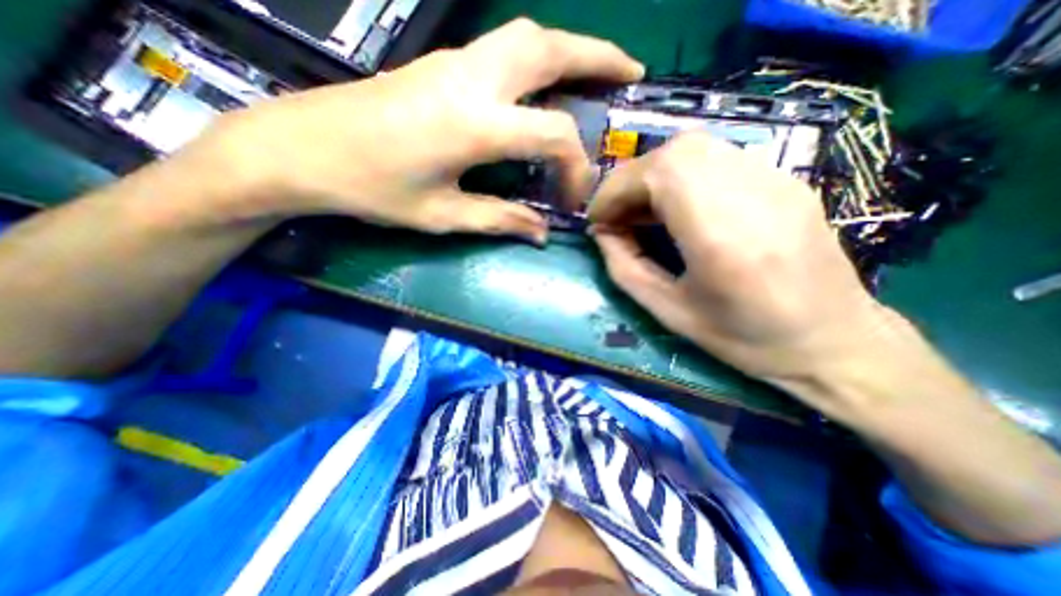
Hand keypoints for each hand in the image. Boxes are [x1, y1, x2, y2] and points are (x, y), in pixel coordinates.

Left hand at [193, 19, 642, 241]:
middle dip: (597, 55)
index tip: (573, 197)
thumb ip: (499, 220)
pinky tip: (544, 86)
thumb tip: (541, 232)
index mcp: (474, 125)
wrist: (302, 148)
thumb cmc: (372, 190)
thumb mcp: (442, 215)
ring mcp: (455, 63)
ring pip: (527, 37)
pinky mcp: (442, 64)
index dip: (575, 167)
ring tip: (597, 70)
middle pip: (548, 48)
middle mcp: (471, 80)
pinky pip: (504, 49)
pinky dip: (538, 60)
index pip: (553, 134)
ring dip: (570, 48)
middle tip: (629, 73)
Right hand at [588, 132, 892, 396]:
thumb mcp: (669, 312)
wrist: (835, 341)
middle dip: (632, 180)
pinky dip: (682, 176)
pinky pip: (718, 159)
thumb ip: (624, 268)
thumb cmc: (745, 338)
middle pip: (677, 151)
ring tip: (642, 212)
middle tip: (617, 215)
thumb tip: (601, 233)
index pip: (660, 173)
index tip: (597, 219)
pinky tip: (677, 208)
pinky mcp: (784, 180)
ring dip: (655, 176)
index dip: (616, 189)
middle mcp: (754, 194)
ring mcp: (777, 180)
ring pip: (697, 148)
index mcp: (723, 236)